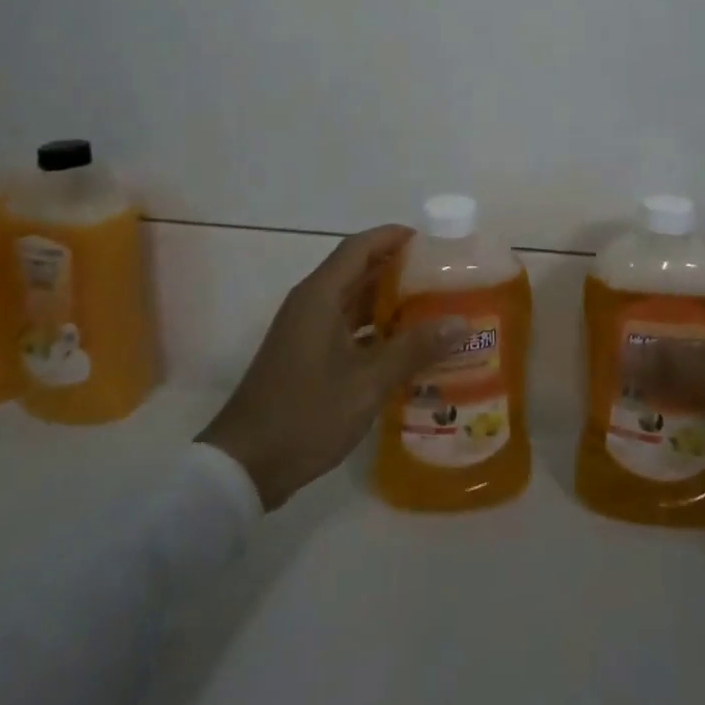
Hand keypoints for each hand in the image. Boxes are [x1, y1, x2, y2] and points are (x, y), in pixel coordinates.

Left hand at [198, 225, 464, 510]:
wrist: (243, 466)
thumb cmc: (305, 414)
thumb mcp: (367, 383)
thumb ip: (414, 349)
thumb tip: (461, 322)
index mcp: (320, 296)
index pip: (360, 247)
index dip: (394, 237)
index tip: (432, 243)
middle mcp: (311, 303)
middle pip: (358, 270)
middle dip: (399, 269)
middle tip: (443, 278)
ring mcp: (306, 330)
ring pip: (353, 300)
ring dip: (389, 301)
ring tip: (433, 308)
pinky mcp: (306, 355)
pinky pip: (346, 326)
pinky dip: (375, 328)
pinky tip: (406, 347)